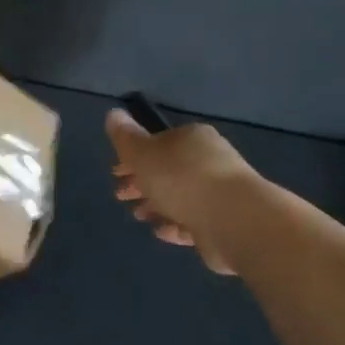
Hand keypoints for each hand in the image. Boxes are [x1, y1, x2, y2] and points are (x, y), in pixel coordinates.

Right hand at [106, 109, 262, 274]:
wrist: (232, 218)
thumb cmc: (181, 178)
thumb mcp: (143, 153)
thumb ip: (125, 137)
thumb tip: (113, 113)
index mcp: (191, 139)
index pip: (158, 143)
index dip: (133, 157)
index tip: (115, 173)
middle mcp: (209, 160)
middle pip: (168, 170)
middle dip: (142, 183)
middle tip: (121, 196)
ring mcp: (220, 192)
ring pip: (180, 196)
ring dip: (157, 205)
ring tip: (140, 216)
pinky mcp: (225, 221)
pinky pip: (194, 220)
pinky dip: (176, 224)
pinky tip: (162, 231)